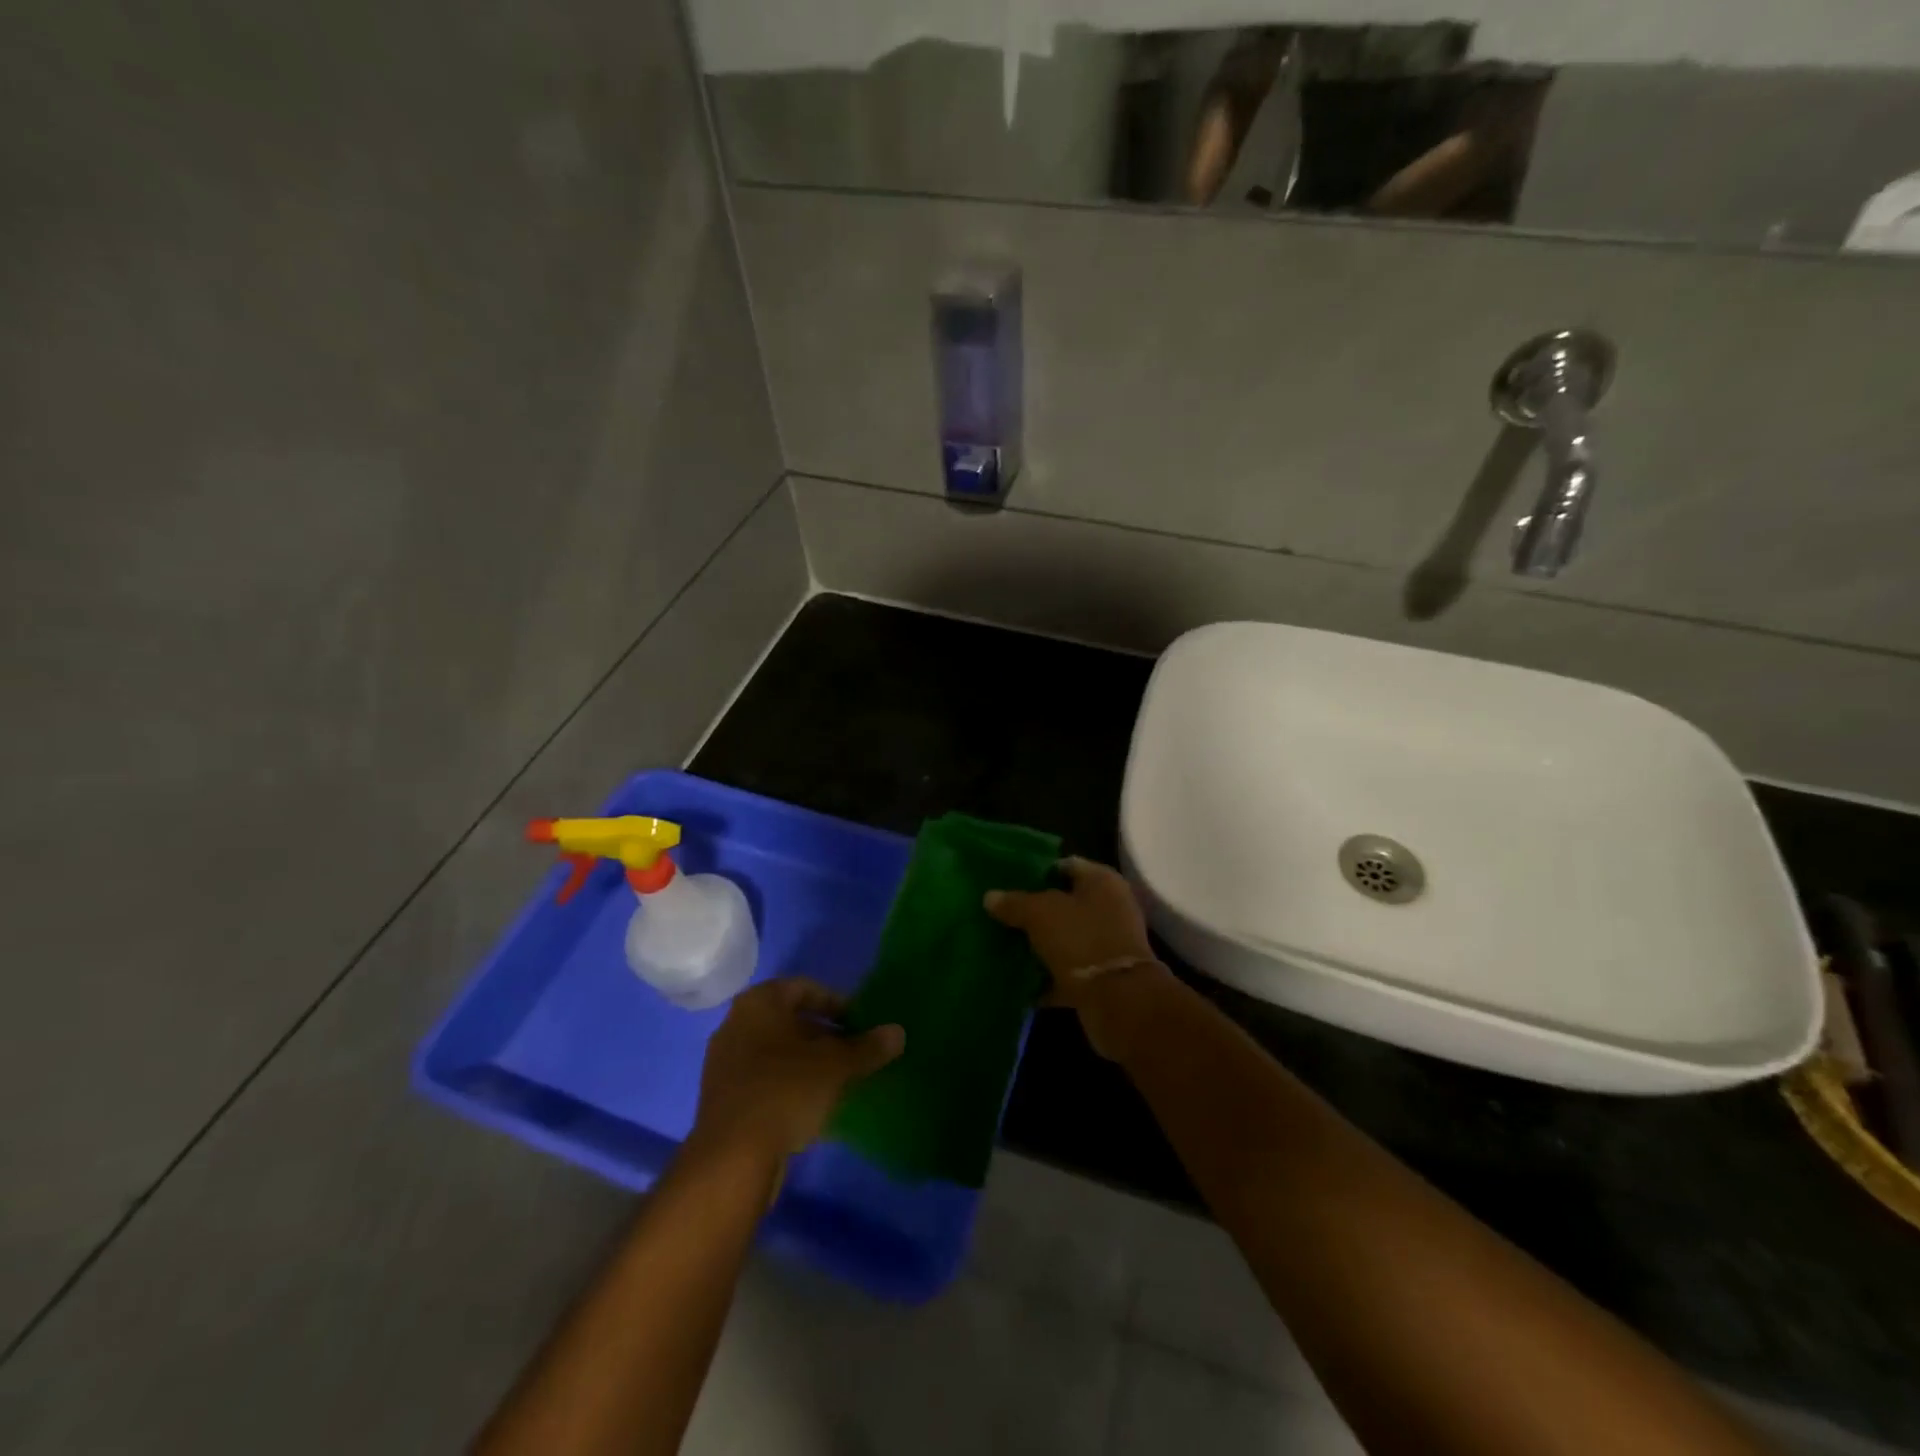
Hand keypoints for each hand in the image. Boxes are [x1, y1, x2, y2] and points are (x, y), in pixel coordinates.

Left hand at [690, 979, 903, 1166]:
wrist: (732, 1159)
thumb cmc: (786, 1091)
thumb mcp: (836, 1066)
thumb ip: (868, 1047)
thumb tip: (898, 1032)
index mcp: (759, 1003)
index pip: (804, 988)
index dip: (836, 1003)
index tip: (860, 1023)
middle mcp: (735, 1024)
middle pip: (789, 1020)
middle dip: (824, 1034)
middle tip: (854, 1052)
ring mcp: (725, 1063)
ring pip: (776, 1052)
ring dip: (807, 1062)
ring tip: (838, 1081)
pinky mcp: (723, 1098)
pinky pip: (764, 1079)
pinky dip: (789, 1084)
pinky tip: (812, 1107)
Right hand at [984, 857, 1167, 1059]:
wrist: (1118, 999)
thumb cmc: (1080, 939)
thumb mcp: (1039, 913)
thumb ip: (1014, 903)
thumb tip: (990, 897)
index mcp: (1102, 880)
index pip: (1064, 865)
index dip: (1036, 872)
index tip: (1008, 883)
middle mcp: (1110, 907)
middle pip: (1065, 903)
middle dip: (1034, 911)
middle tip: (1002, 915)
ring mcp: (1108, 943)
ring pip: (1065, 937)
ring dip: (1040, 944)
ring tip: (1005, 946)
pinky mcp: (1103, 975)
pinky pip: (1068, 968)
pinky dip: (1047, 974)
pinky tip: (1020, 978)